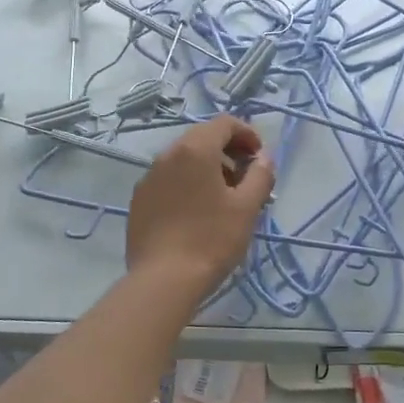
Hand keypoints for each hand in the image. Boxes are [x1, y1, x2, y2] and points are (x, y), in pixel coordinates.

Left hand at [126, 115, 274, 292]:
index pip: (224, 123)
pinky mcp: (139, 200)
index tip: (259, 159)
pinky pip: (168, 180)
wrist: (163, 280)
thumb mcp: (247, 207)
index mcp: (195, 149)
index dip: (247, 134)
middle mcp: (167, 155)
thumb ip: (261, 174)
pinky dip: (187, 184)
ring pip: (184, 160)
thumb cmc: (212, 239)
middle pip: (202, 138)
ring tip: (223, 199)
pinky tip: (197, 213)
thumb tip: (264, 158)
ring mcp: (149, 177)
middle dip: (228, 152)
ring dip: (208, 168)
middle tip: (245, 179)